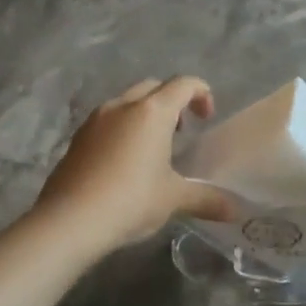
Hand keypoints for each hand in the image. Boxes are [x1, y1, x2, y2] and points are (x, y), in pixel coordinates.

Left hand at [36, 77, 233, 252]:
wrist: (69, 221)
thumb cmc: (131, 200)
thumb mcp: (174, 199)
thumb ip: (207, 199)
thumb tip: (236, 211)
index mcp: (152, 112)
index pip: (183, 84)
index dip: (201, 93)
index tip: (207, 118)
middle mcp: (123, 106)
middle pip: (154, 87)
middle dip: (172, 100)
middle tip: (182, 130)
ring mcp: (95, 120)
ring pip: (127, 101)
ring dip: (145, 113)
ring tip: (154, 146)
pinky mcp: (77, 138)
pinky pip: (107, 121)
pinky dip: (123, 128)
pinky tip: (125, 161)